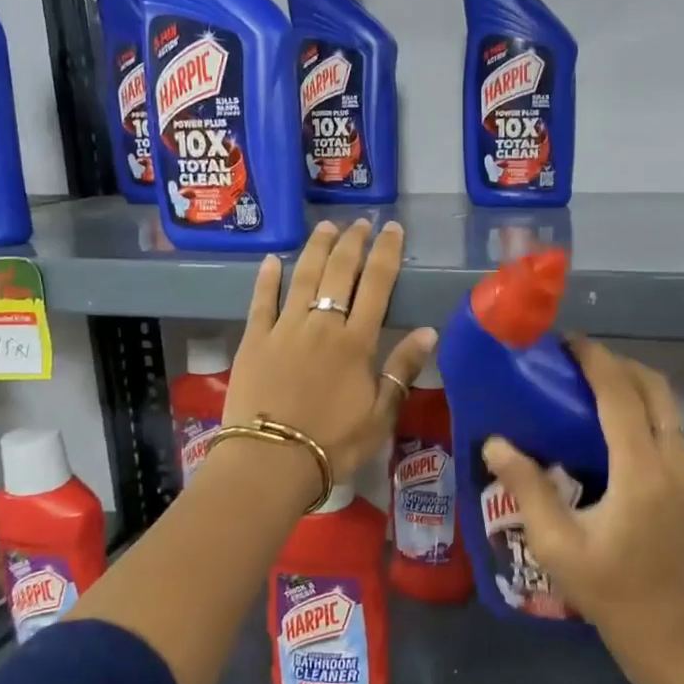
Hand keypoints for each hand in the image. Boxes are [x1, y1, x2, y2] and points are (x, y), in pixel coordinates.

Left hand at [225, 218, 436, 481]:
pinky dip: (266, 278)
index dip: (386, 253)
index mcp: (356, 342)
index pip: (377, 285)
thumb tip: (430, 331)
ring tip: (325, 227)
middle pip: (339, 272)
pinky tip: (271, 260)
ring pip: (302, 277)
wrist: (272, 461)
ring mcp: (284, 329)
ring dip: (315, 249)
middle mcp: (322, 325)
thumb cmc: (334, 443)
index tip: (392, 230)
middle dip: (352, 243)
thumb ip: (402, 369)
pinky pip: (261, 301)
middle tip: (359, 223)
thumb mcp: (381, 414)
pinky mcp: (253, 340)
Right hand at [481, 337, 683, 657]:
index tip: (566, 342)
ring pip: (667, 404)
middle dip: (616, 364)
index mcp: (641, 474)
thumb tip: (495, 442)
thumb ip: (527, 487)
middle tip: (575, 362)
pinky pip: (670, 425)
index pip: (621, 396)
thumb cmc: (606, 589)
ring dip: (632, 383)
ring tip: (589, 384)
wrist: (664, 630)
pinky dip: (644, 407)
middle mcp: (674, 463)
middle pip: (654, 387)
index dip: (595, 361)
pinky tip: (612, 422)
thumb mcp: (555, 543)